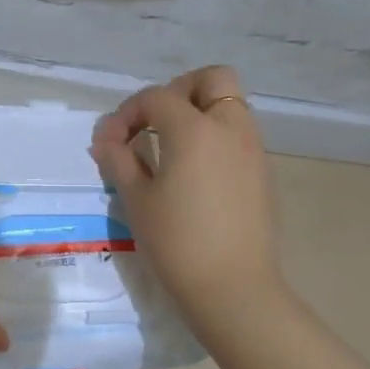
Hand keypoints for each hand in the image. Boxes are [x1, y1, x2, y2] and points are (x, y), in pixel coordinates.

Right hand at [90, 65, 283, 333]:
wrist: (233, 288)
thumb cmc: (177, 242)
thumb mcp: (137, 200)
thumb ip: (119, 160)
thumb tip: (106, 139)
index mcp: (194, 130)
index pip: (156, 97)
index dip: (127, 113)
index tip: (110, 143)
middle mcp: (230, 128)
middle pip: (212, 80)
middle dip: (179, 91)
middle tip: (154, 124)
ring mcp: (253, 149)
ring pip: (230, 106)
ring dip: (200, 113)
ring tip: (171, 150)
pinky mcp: (262, 173)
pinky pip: (239, 135)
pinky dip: (216, 138)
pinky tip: (195, 175)